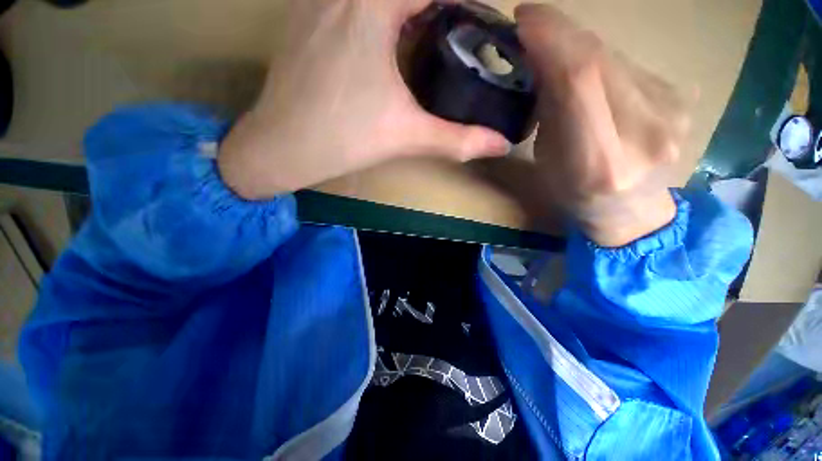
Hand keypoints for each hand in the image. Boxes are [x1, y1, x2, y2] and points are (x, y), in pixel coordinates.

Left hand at [218, 0, 510, 199]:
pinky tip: (384, 35)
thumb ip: (458, 140)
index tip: (475, 16)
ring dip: (403, 7)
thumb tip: (500, 145)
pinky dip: (374, 9)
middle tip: (453, 25)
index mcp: (371, 7)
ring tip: (424, 30)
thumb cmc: (344, 139)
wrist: (283, 146)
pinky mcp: (303, 16)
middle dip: (431, 5)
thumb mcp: (408, 137)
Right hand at [516, 4, 688, 246]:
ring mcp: (672, 112)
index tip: (524, 19)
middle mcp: (644, 133)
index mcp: (598, 162)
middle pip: (601, 58)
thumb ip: (548, 114)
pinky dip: (601, 59)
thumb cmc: (576, 195)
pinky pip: (630, 64)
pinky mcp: (681, 98)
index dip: (552, 39)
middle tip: (532, 25)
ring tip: (555, 52)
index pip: (580, 79)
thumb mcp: (547, 162)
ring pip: (615, 55)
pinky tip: (590, 72)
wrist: (632, 210)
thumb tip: (542, 65)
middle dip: (560, 32)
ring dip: (578, 45)